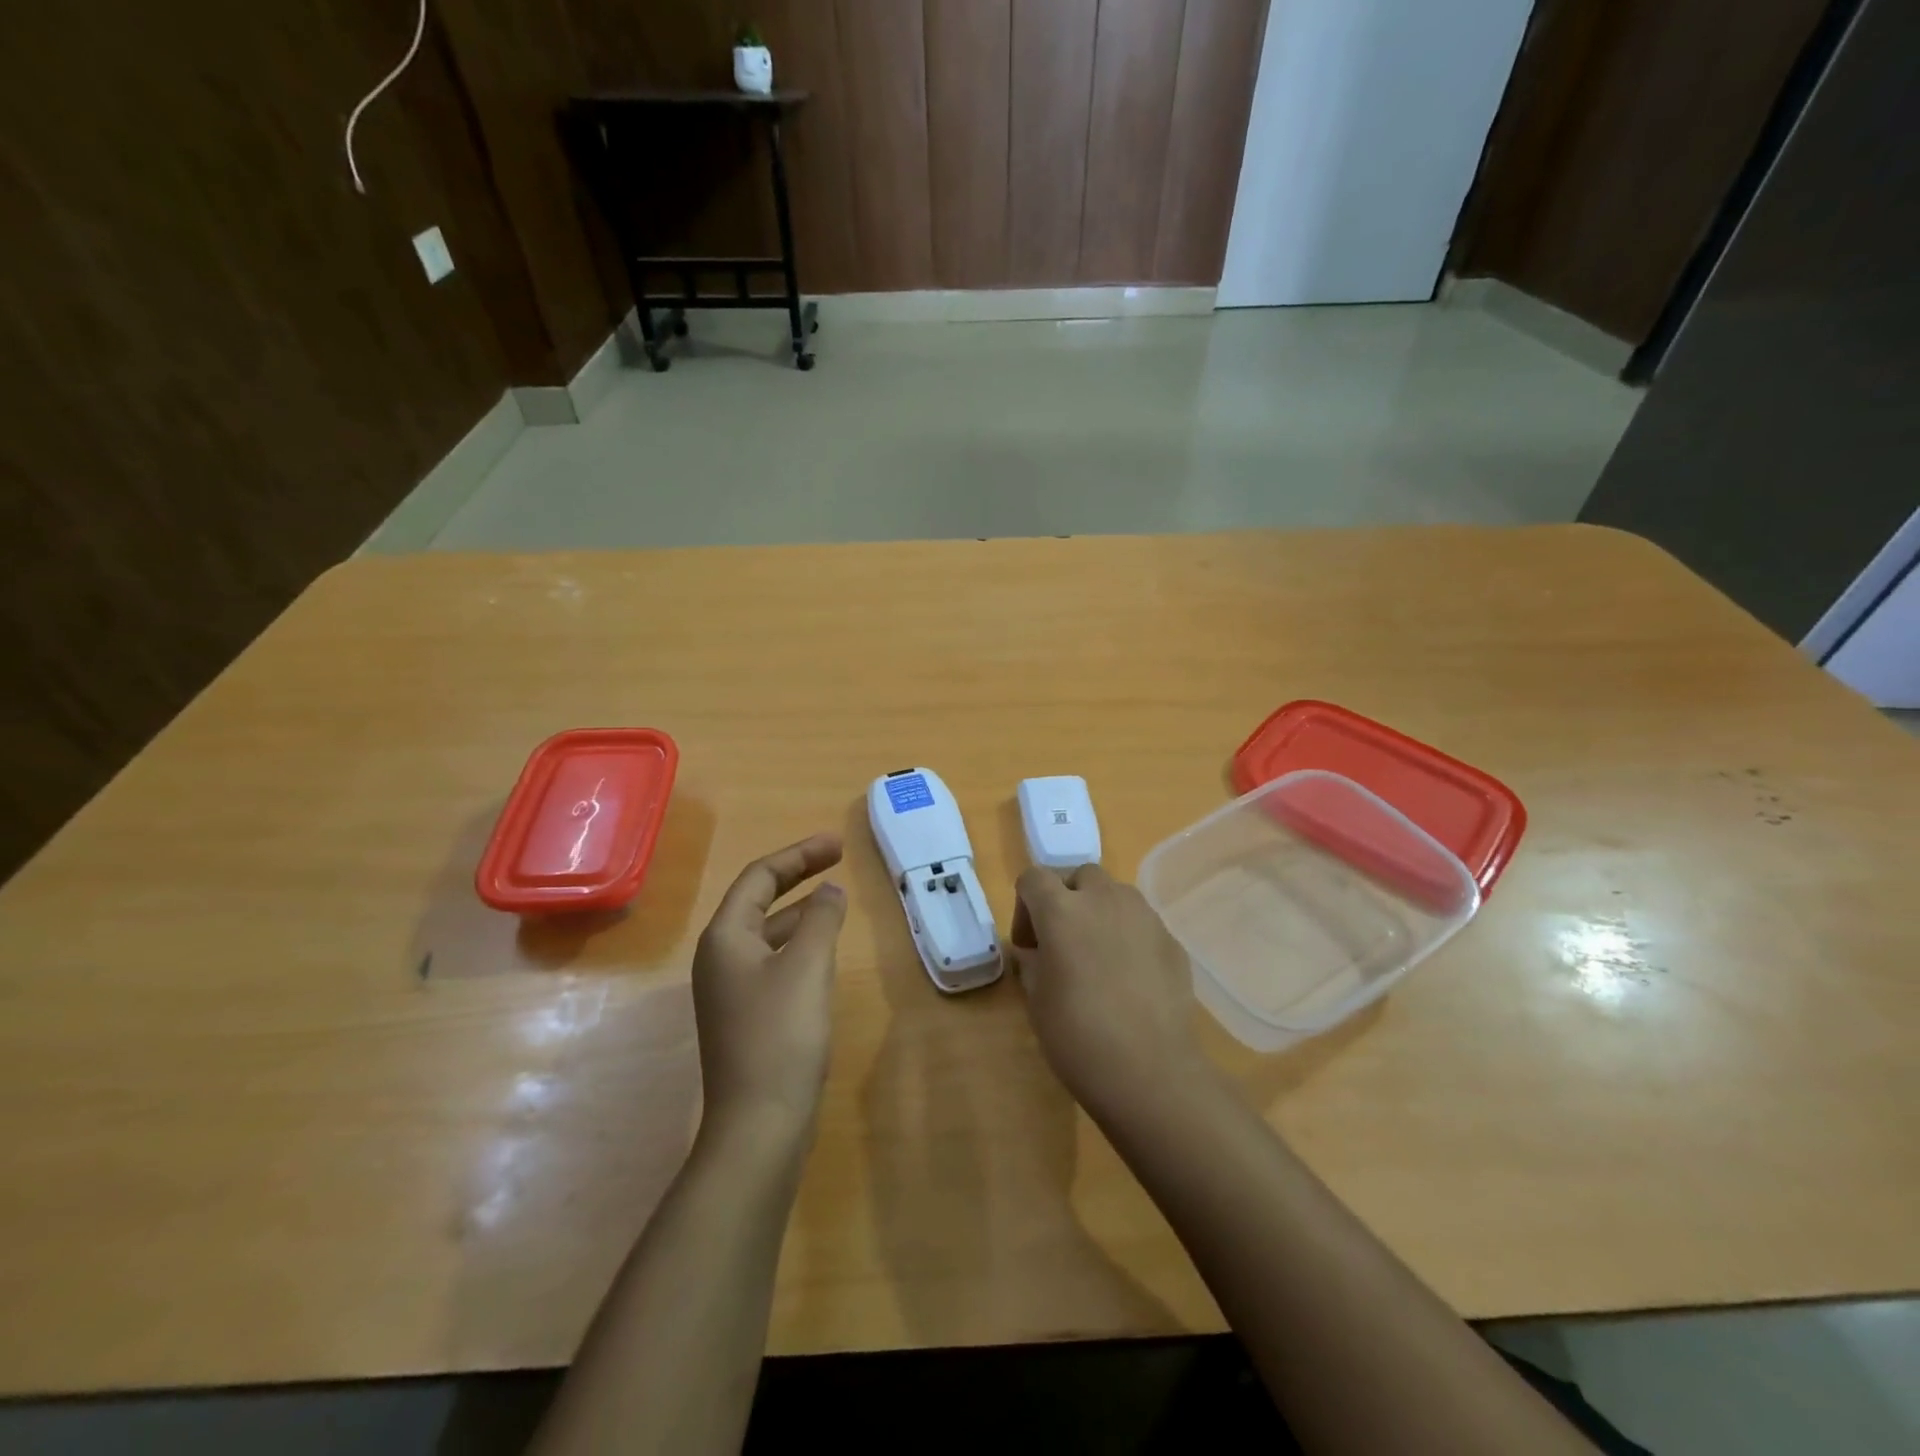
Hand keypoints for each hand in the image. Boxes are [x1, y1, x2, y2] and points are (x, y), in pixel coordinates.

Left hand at [692, 834, 847, 1140]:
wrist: (760, 1123)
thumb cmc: (781, 1034)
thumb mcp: (808, 966)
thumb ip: (822, 919)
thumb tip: (831, 890)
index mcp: (725, 937)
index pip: (759, 877)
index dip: (799, 854)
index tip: (837, 845)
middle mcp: (720, 957)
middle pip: (759, 900)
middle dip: (798, 876)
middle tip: (838, 859)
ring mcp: (731, 989)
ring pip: (768, 932)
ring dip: (800, 910)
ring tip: (836, 900)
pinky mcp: (747, 1015)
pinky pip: (773, 960)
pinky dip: (799, 943)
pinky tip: (824, 951)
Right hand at [1009, 863, 1202, 1120]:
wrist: (1151, 1072)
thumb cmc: (1078, 1036)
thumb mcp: (1036, 1000)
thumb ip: (1032, 962)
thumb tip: (1036, 951)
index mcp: (1061, 910)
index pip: (1033, 878)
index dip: (1025, 906)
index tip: (1030, 946)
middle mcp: (1103, 899)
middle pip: (1079, 876)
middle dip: (1067, 900)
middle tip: (1064, 943)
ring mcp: (1144, 916)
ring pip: (1115, 894)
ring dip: (1100, 912)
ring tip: (1100, 956)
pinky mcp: (1171, 939)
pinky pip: (1142, 923)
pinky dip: (1129, 936)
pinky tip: (1131, 979)